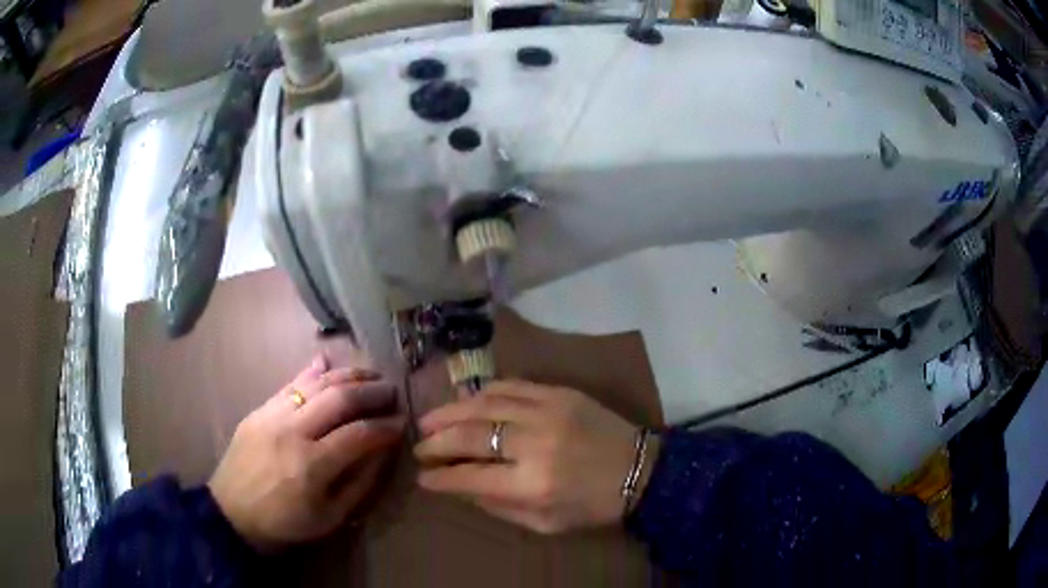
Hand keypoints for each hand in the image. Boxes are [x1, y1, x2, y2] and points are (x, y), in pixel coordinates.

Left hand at [209, 354, 404, 551]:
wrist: (232, 512)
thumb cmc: (286, 522)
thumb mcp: (331, 517)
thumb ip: (360, 482)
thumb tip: (383, 450)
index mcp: (312, 465)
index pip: (360, 434)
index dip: (386, 426)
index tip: (402, 423)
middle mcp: (293, 431)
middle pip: (340, 398)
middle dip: (372, 392)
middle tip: (392, 392)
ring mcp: (273, 414)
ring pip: (316, 383)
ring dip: (348, 375)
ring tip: (371, 376)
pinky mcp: (260, 409)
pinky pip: (290, 383)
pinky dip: (313, 372)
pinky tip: (329, 364)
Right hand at [414, 380, 658, 533]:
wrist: (641, 470)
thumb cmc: (593, 506)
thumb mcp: (545, 524)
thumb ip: (498, 506)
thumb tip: (459, 487)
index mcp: (532, 484)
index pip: (469, 477)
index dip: (440, 477)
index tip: (423, 476)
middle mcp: (534, 443)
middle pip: (470, 435)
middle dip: (436, 442)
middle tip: (419, 446)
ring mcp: (547, 411)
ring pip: (484, 404)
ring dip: (450, 411)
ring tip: (429, 420)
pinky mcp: (559, 392)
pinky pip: (510, 385)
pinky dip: (483, 393)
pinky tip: (466, 401)